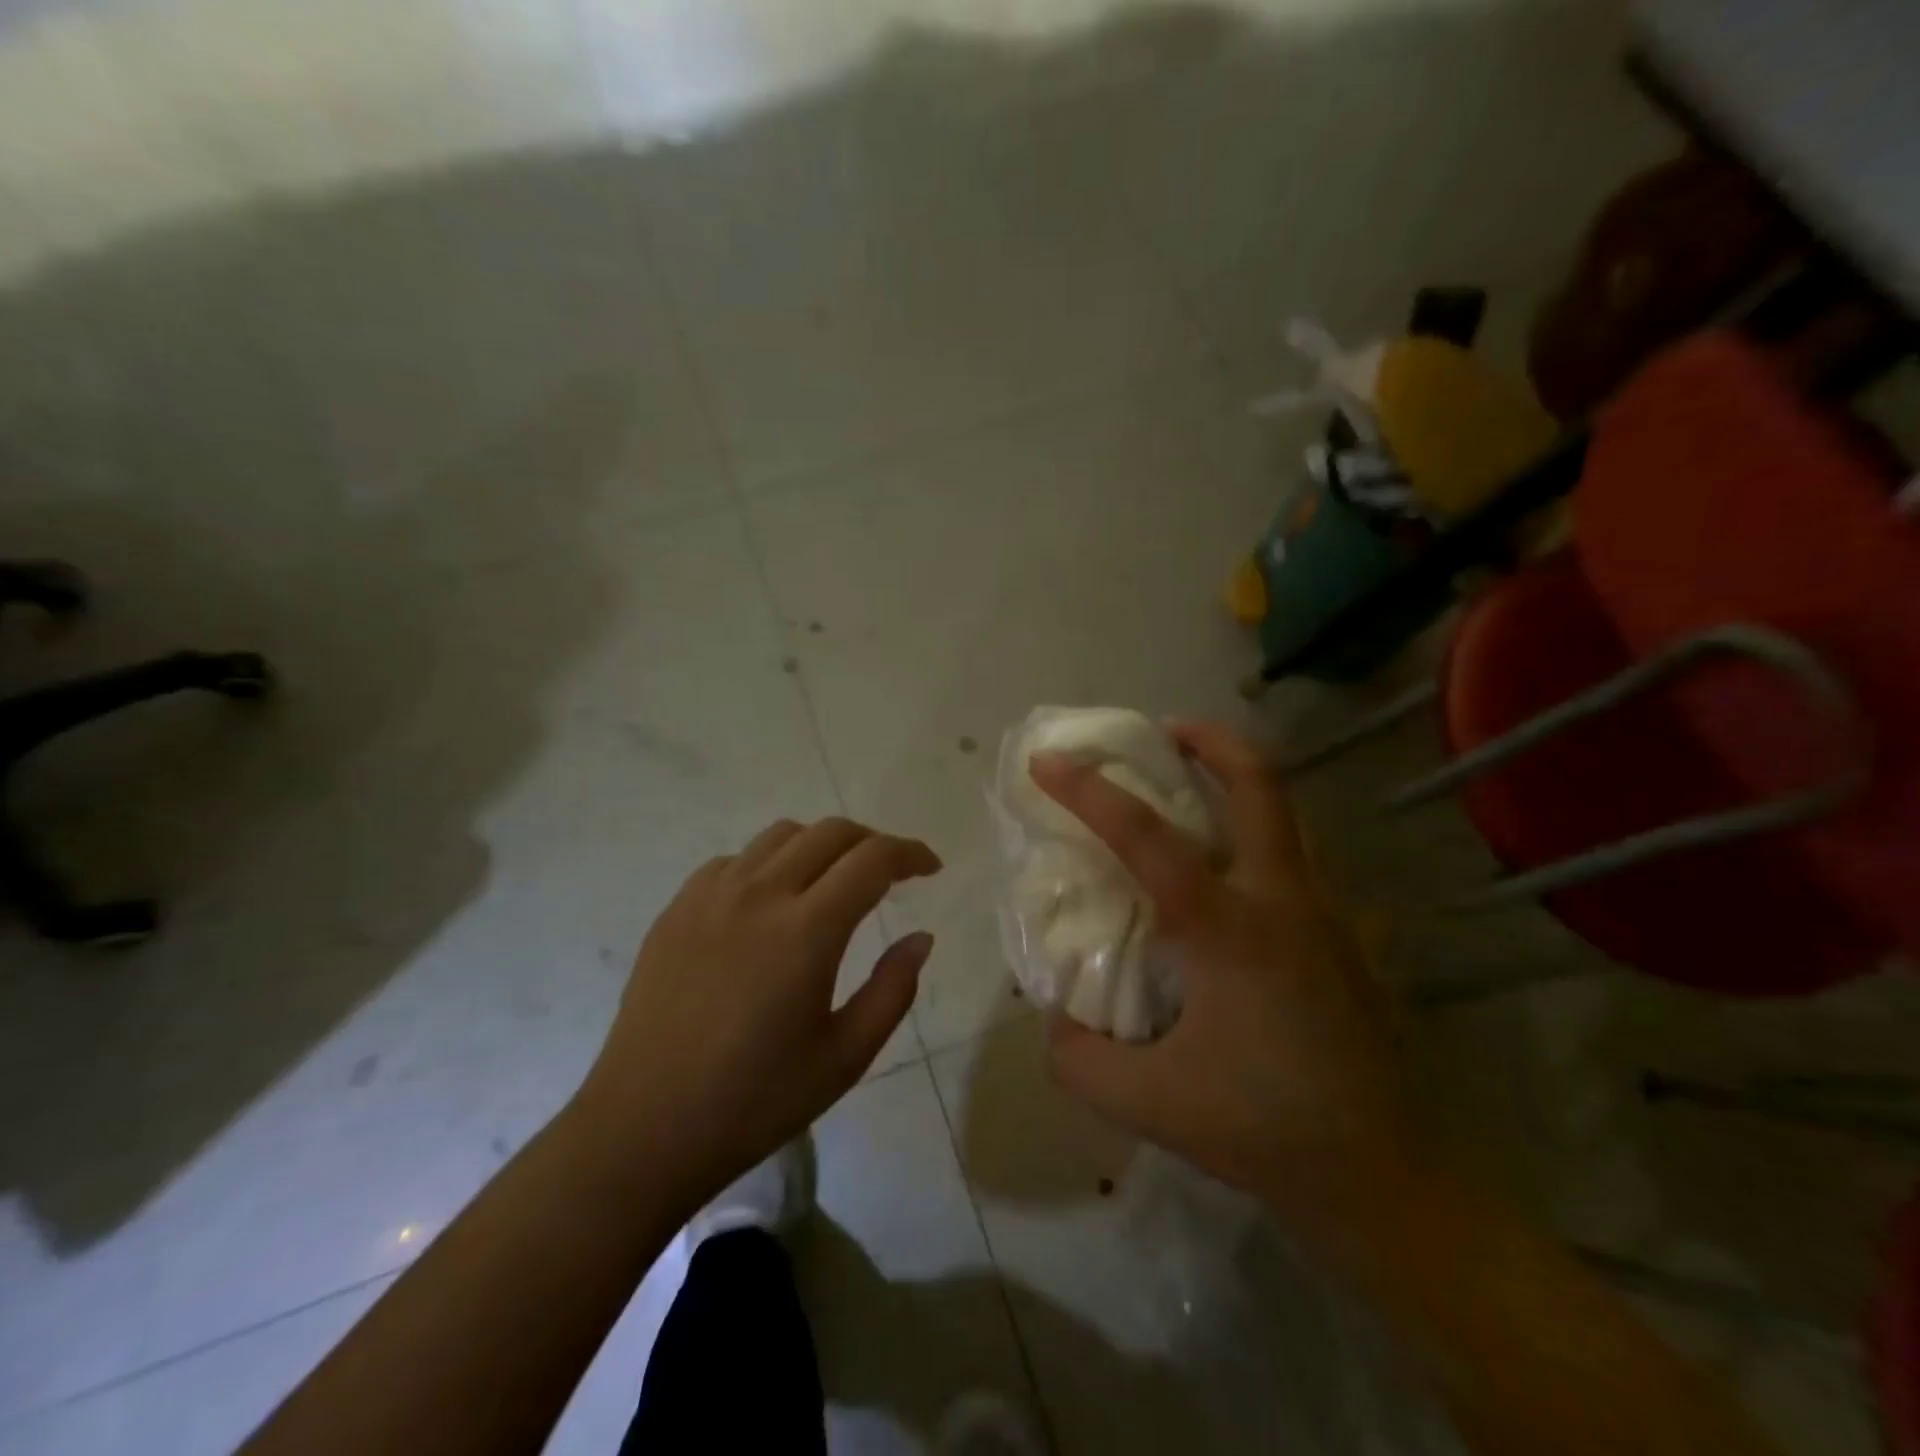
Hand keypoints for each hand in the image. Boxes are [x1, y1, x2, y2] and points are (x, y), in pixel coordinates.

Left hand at [574, 818, 939, 1207]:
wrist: (643, 1128)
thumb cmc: (755, 1102)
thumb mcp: (844, 1057)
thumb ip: (893, 990)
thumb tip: (921, 938)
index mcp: (805, 931)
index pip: (872, 860)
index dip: (910, 854)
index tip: (931, 868)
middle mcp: (759, 894)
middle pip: (830, 832)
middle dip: (872, 842)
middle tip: (891, 873)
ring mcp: (710, 895)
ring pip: (781, 835)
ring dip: (821, 846)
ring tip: (833, 882)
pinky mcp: (676, 908)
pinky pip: (736, 860)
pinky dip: (770, 864)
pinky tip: (771, 903)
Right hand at [1031, 723, 1417, 1223]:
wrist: (1380, 1176)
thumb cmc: (1262, 1127)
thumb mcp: (1145, 1104)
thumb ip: (1077, 1056)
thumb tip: (1055, 1015)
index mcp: (1228, 928)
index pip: (1147, 836)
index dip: (1089, 791)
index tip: (1047, 762)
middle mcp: (1282, 900)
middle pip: (1259, 784)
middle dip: (1210, 740)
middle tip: (1163, 731)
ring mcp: (1325, 914)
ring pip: (1288, 814)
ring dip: (1239, 781)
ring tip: (1194, 785)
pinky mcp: (1344, 938)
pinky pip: (1298, 857)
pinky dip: (1259, 833)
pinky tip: (1230, 874)